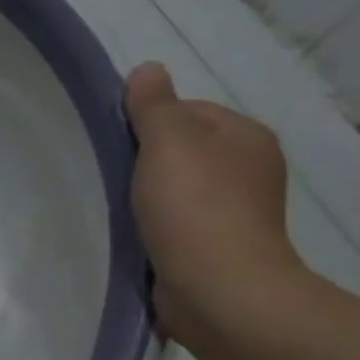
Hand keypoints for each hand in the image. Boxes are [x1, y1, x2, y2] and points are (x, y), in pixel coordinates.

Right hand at [123, 62, 302, 344]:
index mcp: (245, 136)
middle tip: (111, 180)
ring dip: (147, 200)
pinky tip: (135, 239)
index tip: (116, 147)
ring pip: (177, 192)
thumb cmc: (195, 208)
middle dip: (145, 165)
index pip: (187, 112)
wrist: (218, 290)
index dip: (147, 123)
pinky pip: (177, 227)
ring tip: (118, 212)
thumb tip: (147, 69)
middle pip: (181, 153)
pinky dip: (154, 230)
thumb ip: (154, 105)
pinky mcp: (216, 249)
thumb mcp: (169, 142)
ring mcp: (235, 213)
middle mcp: (248, 170)